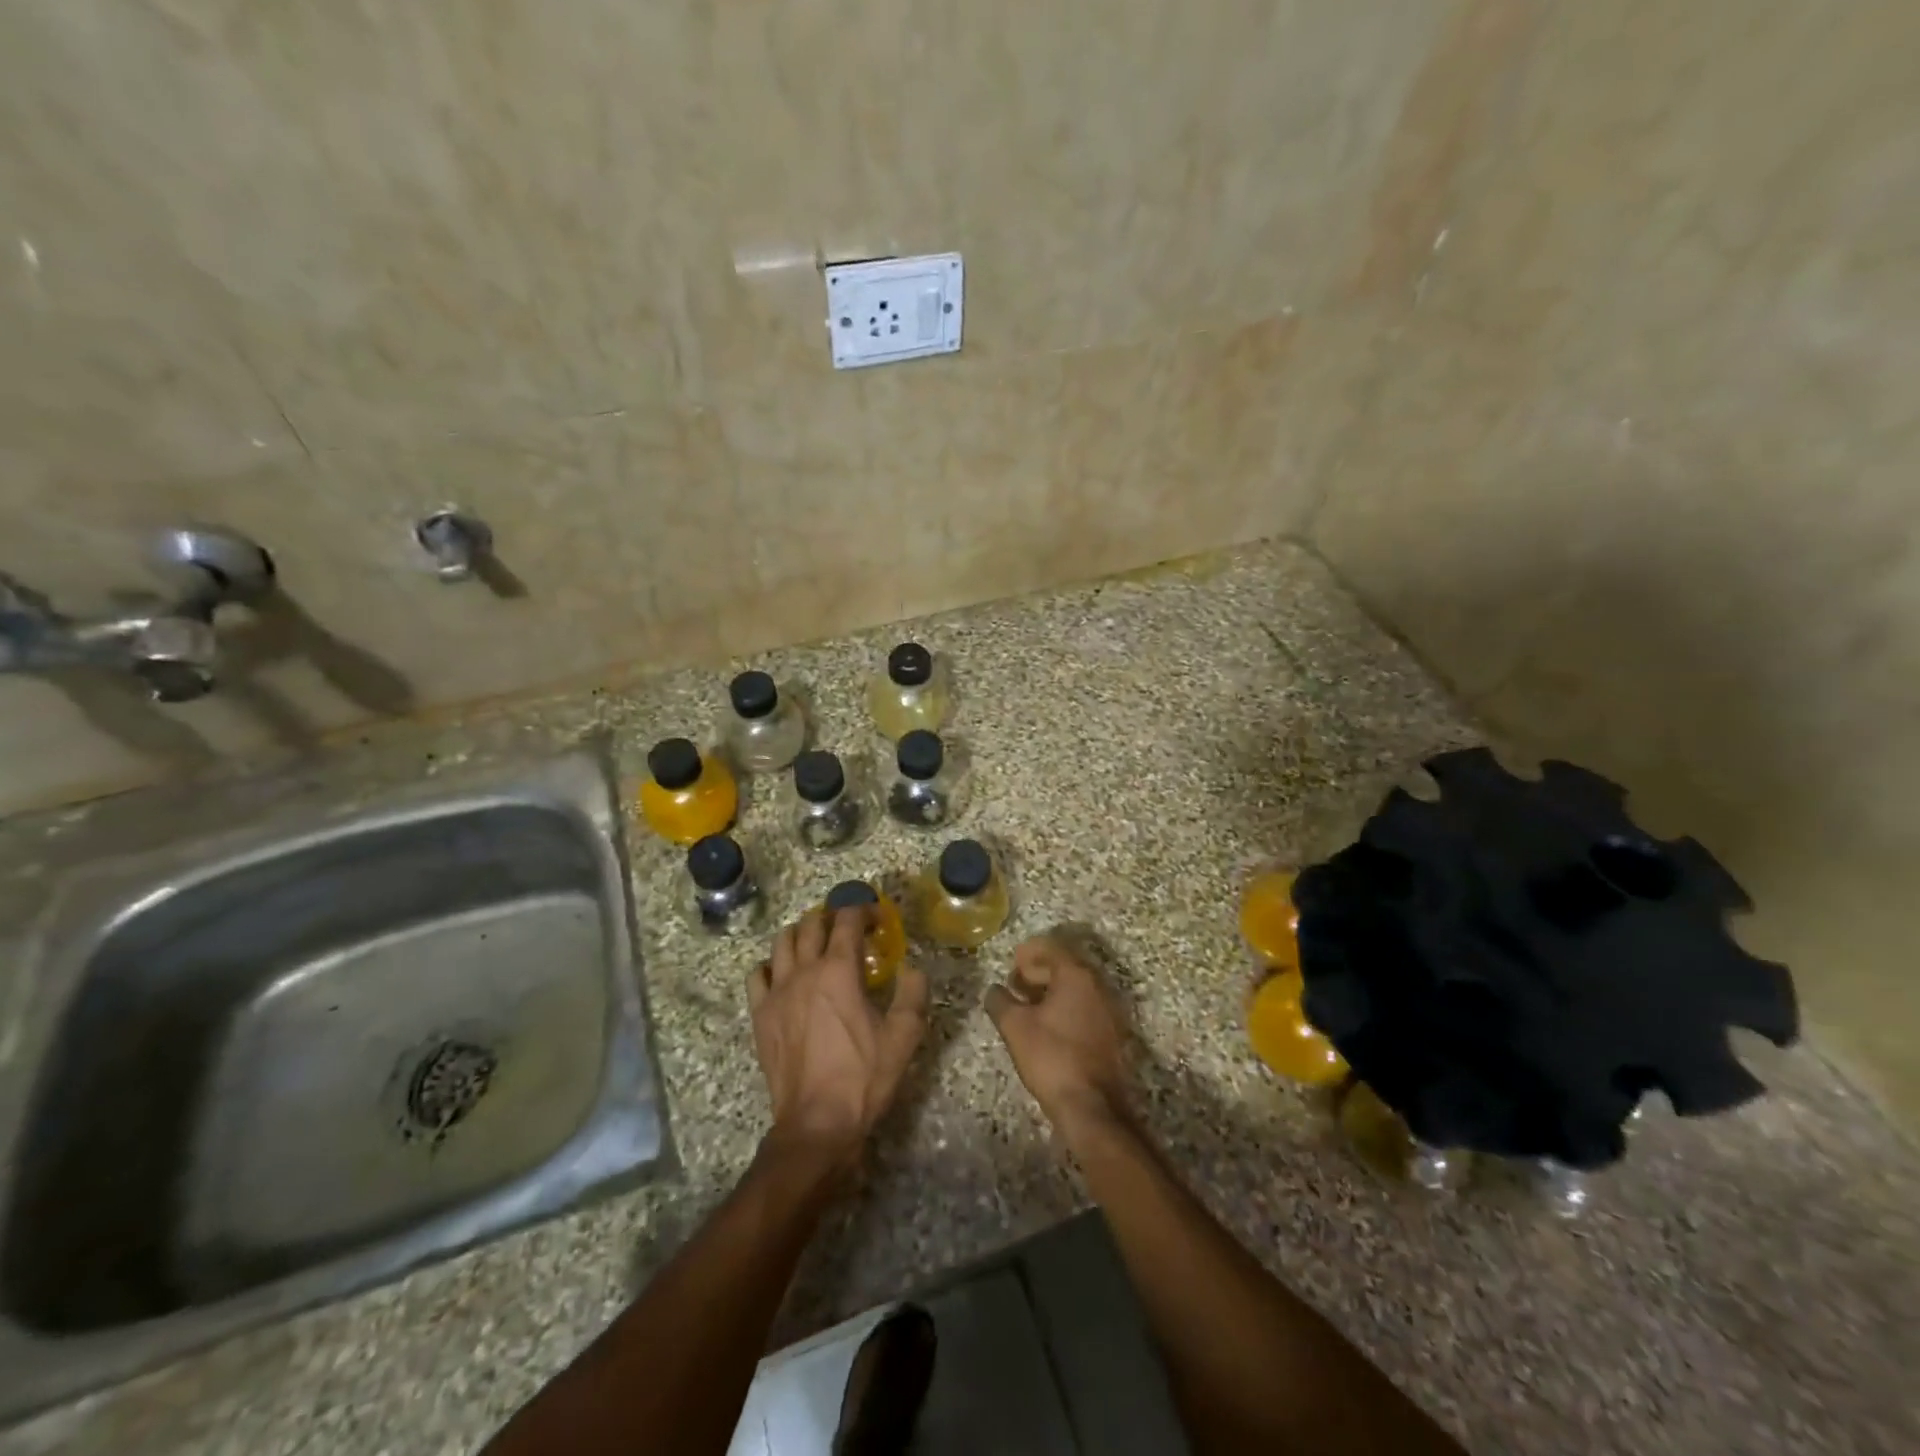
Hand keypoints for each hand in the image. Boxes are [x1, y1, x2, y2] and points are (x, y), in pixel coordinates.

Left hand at [749, 906, 928, 1173]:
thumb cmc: (863, 1078)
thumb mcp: (903, 1036)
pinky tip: (784, 975)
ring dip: (802, 933)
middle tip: (850, 929)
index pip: (847, 919)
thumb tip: (912, 967)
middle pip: (811, 923)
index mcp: (839, 970)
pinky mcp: (760, 1014)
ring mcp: (777, 992)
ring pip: (782, 942)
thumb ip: (913, 993)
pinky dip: (771, 965)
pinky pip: (757, 974)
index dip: (863, 910)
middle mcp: (804, 971)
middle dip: (832, 916)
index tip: (877, 917)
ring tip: (817, 944)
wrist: (816, 1123)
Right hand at [985, 936, 1134, 1140]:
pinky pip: (1086, 1008)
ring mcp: (1110, 1011)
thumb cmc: (1051, 1057)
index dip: (1029, 952)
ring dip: (1052, 990)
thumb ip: (1000, 1001)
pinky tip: (1048, 1025)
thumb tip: (994, 990)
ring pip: (1077, 989)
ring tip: (1027, 1004)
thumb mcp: (1015, 1027)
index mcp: (1077, 976)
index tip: (1013, 960)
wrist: (1092, 1107)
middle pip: (1066, 967)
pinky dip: (1066, 1007)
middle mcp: (1098, 986)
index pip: (1052, 949)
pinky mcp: (1113, 1034)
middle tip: (1016, 982)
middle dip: (1039, 971)